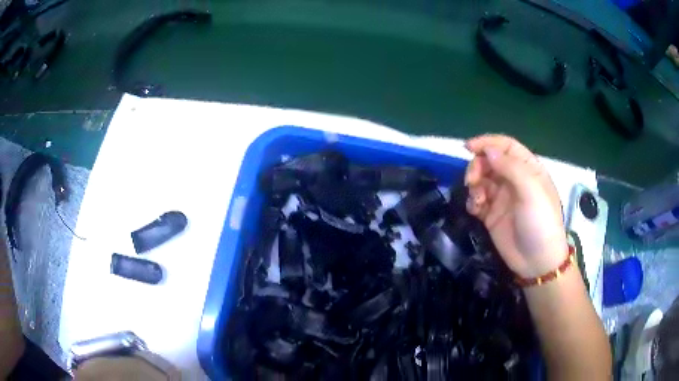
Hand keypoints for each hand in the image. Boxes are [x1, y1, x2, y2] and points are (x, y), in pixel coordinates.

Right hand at [464, 134, 566, 277]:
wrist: (537, 262)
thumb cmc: (540, 222)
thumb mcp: (531, 191)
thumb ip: (511, 167)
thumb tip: (488, 151)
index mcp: (528, 169)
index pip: (506, 146)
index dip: (488, 143)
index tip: (468, 147)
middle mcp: (514, 180)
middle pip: (490, 161)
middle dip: (478, 166)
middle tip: (472, 180)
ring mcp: (502, 197)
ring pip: (481, 179)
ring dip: (474, 185)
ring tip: (477, 200)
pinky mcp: (492, 215)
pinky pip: (477, 200)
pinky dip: (473, 201)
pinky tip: (475, 209)